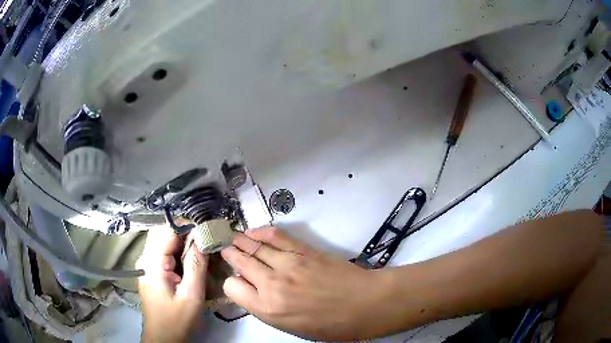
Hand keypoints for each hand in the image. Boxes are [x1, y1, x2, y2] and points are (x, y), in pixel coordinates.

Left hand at [137, 227, 208, 342]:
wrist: (163, 338)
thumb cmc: (177, 320)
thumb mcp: (191, 295)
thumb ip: (196, 265)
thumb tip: (202, 238)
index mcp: (152, 263)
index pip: (167, 229)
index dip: (187, 226)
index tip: (207, 232)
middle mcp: (145, 258)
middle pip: (163, 232)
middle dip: (185, 232)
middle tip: (205, 242)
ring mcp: (146, 264)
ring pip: (163, 241)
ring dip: (182, 242)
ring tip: (201, 251)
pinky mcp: (150, 271)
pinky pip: (163, 252)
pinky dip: (177, 251)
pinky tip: (190, 262)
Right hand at [221, 227, 392, 340]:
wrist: (365, 304)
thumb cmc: (331, 325)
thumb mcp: (292, 327)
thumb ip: (268, 309)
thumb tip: (253, 291)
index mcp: (268, 308)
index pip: (232, 287)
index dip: (232, 283)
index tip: (236, 282)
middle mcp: (272, 284)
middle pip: (240, 261)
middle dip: (229, 254)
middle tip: (224, 249)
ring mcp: (288, 264)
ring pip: (254, 246)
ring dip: (241, 240)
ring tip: (232, 237)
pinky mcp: (304, 250)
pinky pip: (277, 236)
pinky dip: (262, 232)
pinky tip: (254, 232)